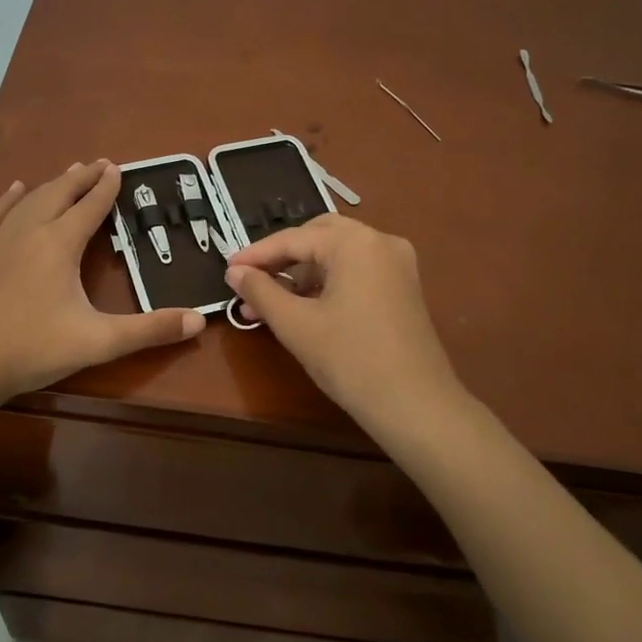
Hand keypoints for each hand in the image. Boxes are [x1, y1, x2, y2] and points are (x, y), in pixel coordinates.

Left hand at [0, 160, 205, 406]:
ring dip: (51, 184)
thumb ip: (149, 330)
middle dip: (81, 178)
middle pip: (59, 193)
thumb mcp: (98, 342)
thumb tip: (199, 320)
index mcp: (59, 244)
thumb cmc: (31, 349)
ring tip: (66, 172)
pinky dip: (8, 199)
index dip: (106, 187)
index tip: (117, 168)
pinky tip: (13, 190)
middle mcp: (28, 231)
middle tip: (98, 163)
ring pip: (28, 200)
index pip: (89, 207)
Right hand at [225, 214, 463, 429]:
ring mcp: (397, 265)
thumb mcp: (296, 325)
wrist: (415, 405)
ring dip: (302, 273)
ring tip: (268, 304)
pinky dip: (327, 283)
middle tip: (250, 279)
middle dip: (282, 257)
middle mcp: (381, 242)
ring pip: (338, 255)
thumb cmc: (350, 360)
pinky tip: (303, 308)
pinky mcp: (403, 288)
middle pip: (319, 236)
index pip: (294, 238)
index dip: (256, 255)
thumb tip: (234, 272)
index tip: (226, 270)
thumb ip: (261, 291)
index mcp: (356, 242)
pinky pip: (356, 271)